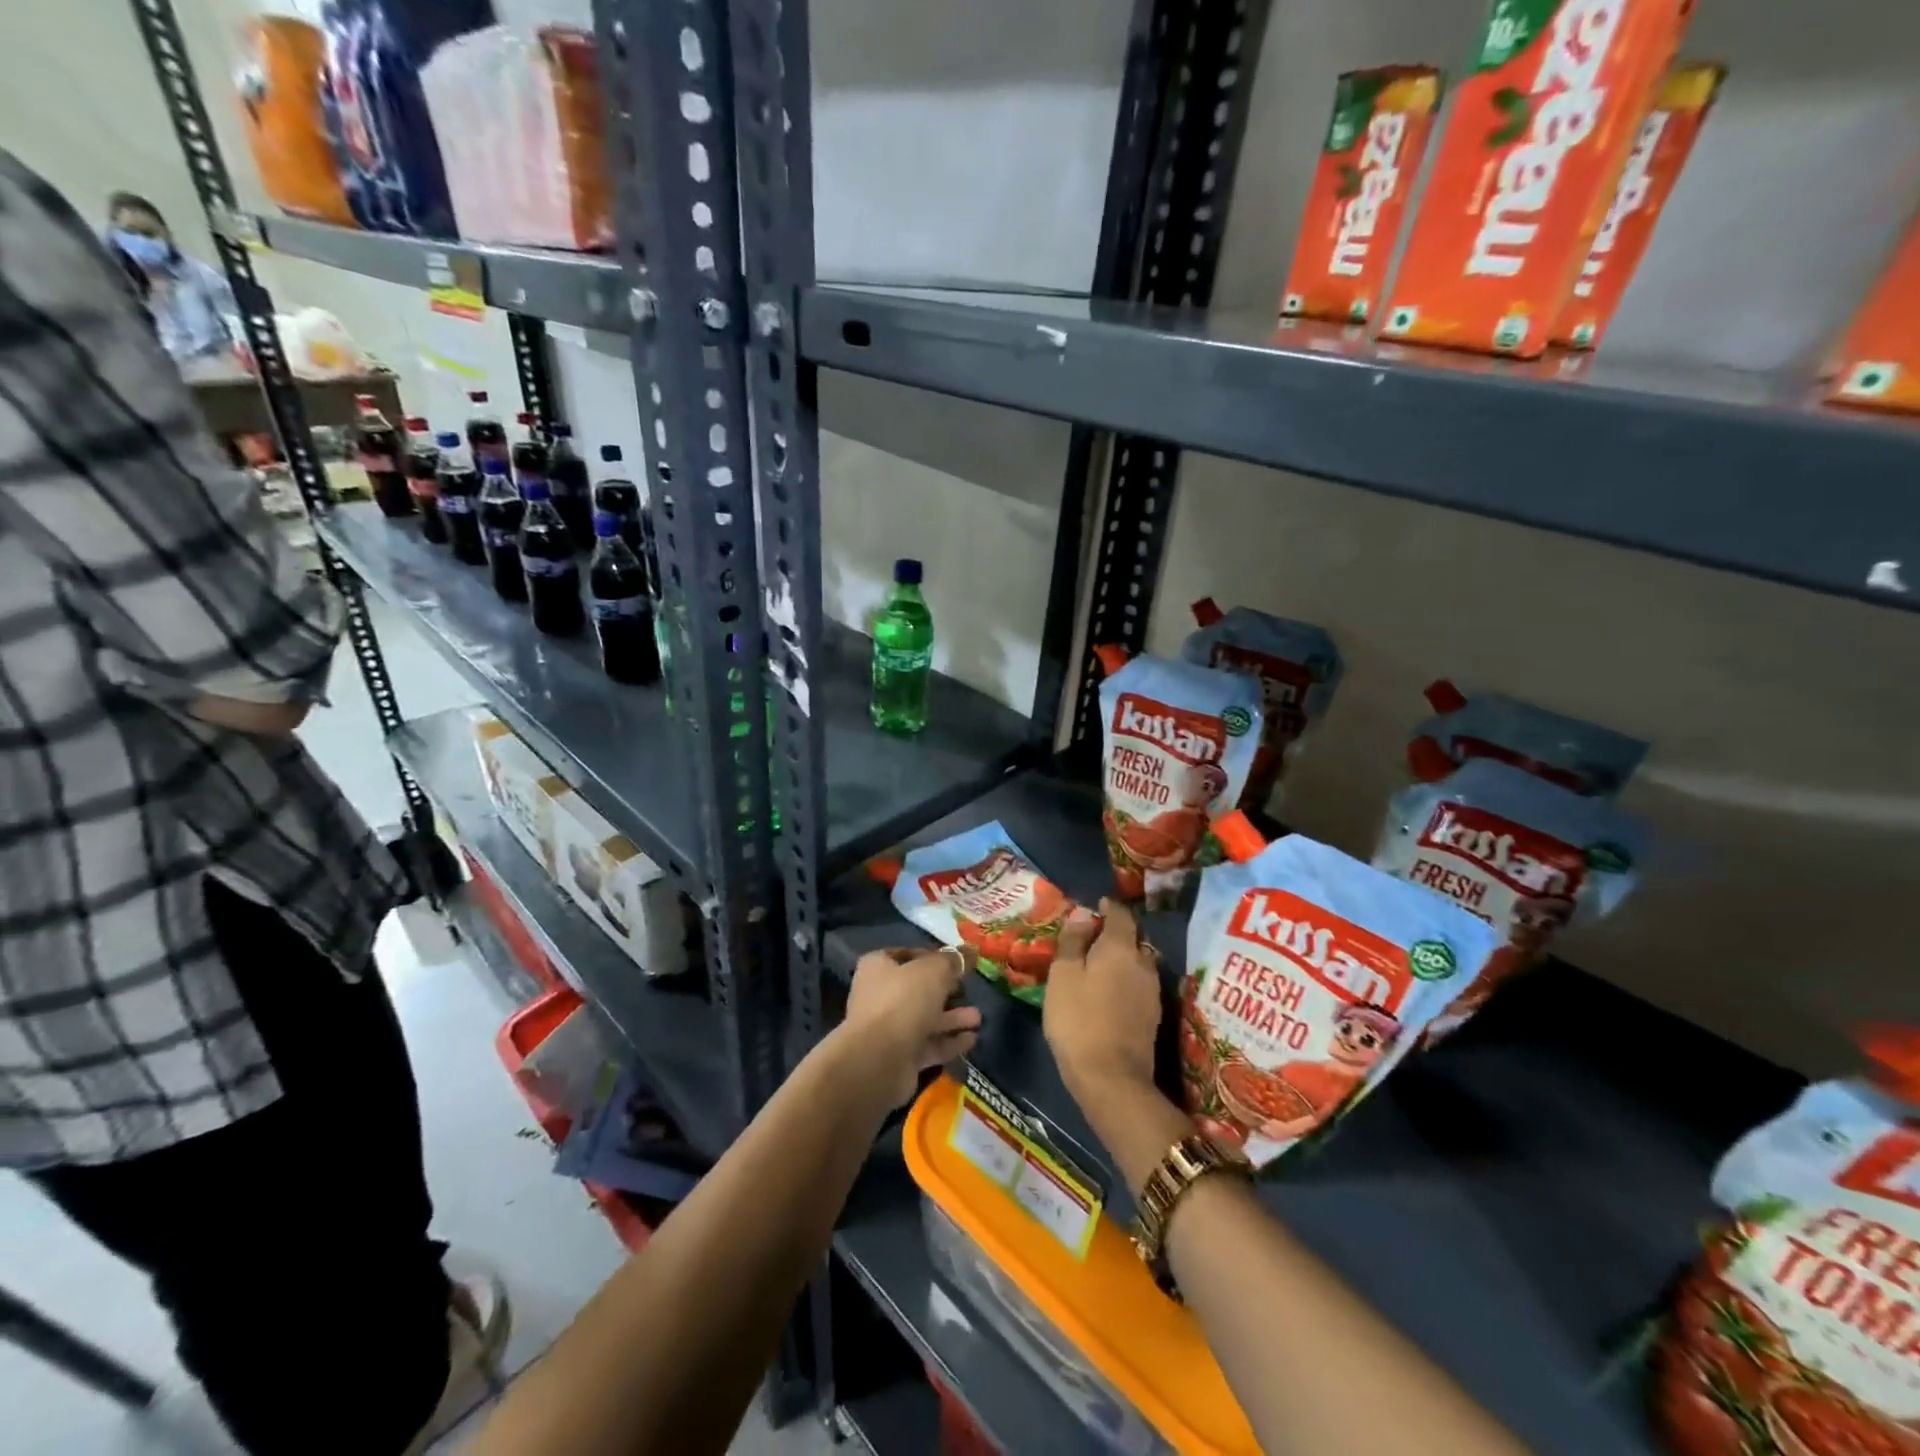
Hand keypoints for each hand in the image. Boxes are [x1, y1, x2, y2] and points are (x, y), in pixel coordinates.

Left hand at [838, 947, 982, 1106]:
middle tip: (970, 990)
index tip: (958, 962)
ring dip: (953, 1018)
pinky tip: (972, 1039)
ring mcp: (889, 1028)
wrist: (878, 1061)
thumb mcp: (933, 971)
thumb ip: (952, 961)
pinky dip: (949, 1041)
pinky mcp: (900, 1057)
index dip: (933, 956)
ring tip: (978, 1018)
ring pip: (926, 1018)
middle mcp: (879, 996)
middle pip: (918, 989)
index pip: (907, 955)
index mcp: (878, 967)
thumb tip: (968, 952)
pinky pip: (929, 1044)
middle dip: (947, 990)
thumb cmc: (903, 1001)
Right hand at [1043, 898, 1160, 1106]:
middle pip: (1133, 938)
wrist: (1111, 1079)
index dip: (1108, 906)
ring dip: (1122, 959)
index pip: (1121, 914)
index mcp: (1121, 948)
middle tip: (1092, 938)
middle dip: (1116, 934)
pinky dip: (1126, 980)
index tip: (1096, 905)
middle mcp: (1143, 963)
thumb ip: (1073, 941)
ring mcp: (1152, 991)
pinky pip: (1139, 984)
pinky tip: (1109, 992)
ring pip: (1138, 963)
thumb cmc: (1078, 1020)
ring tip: (1098, 966)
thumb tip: (1084, 913)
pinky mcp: (1153, 1016)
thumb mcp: (1063, 976)